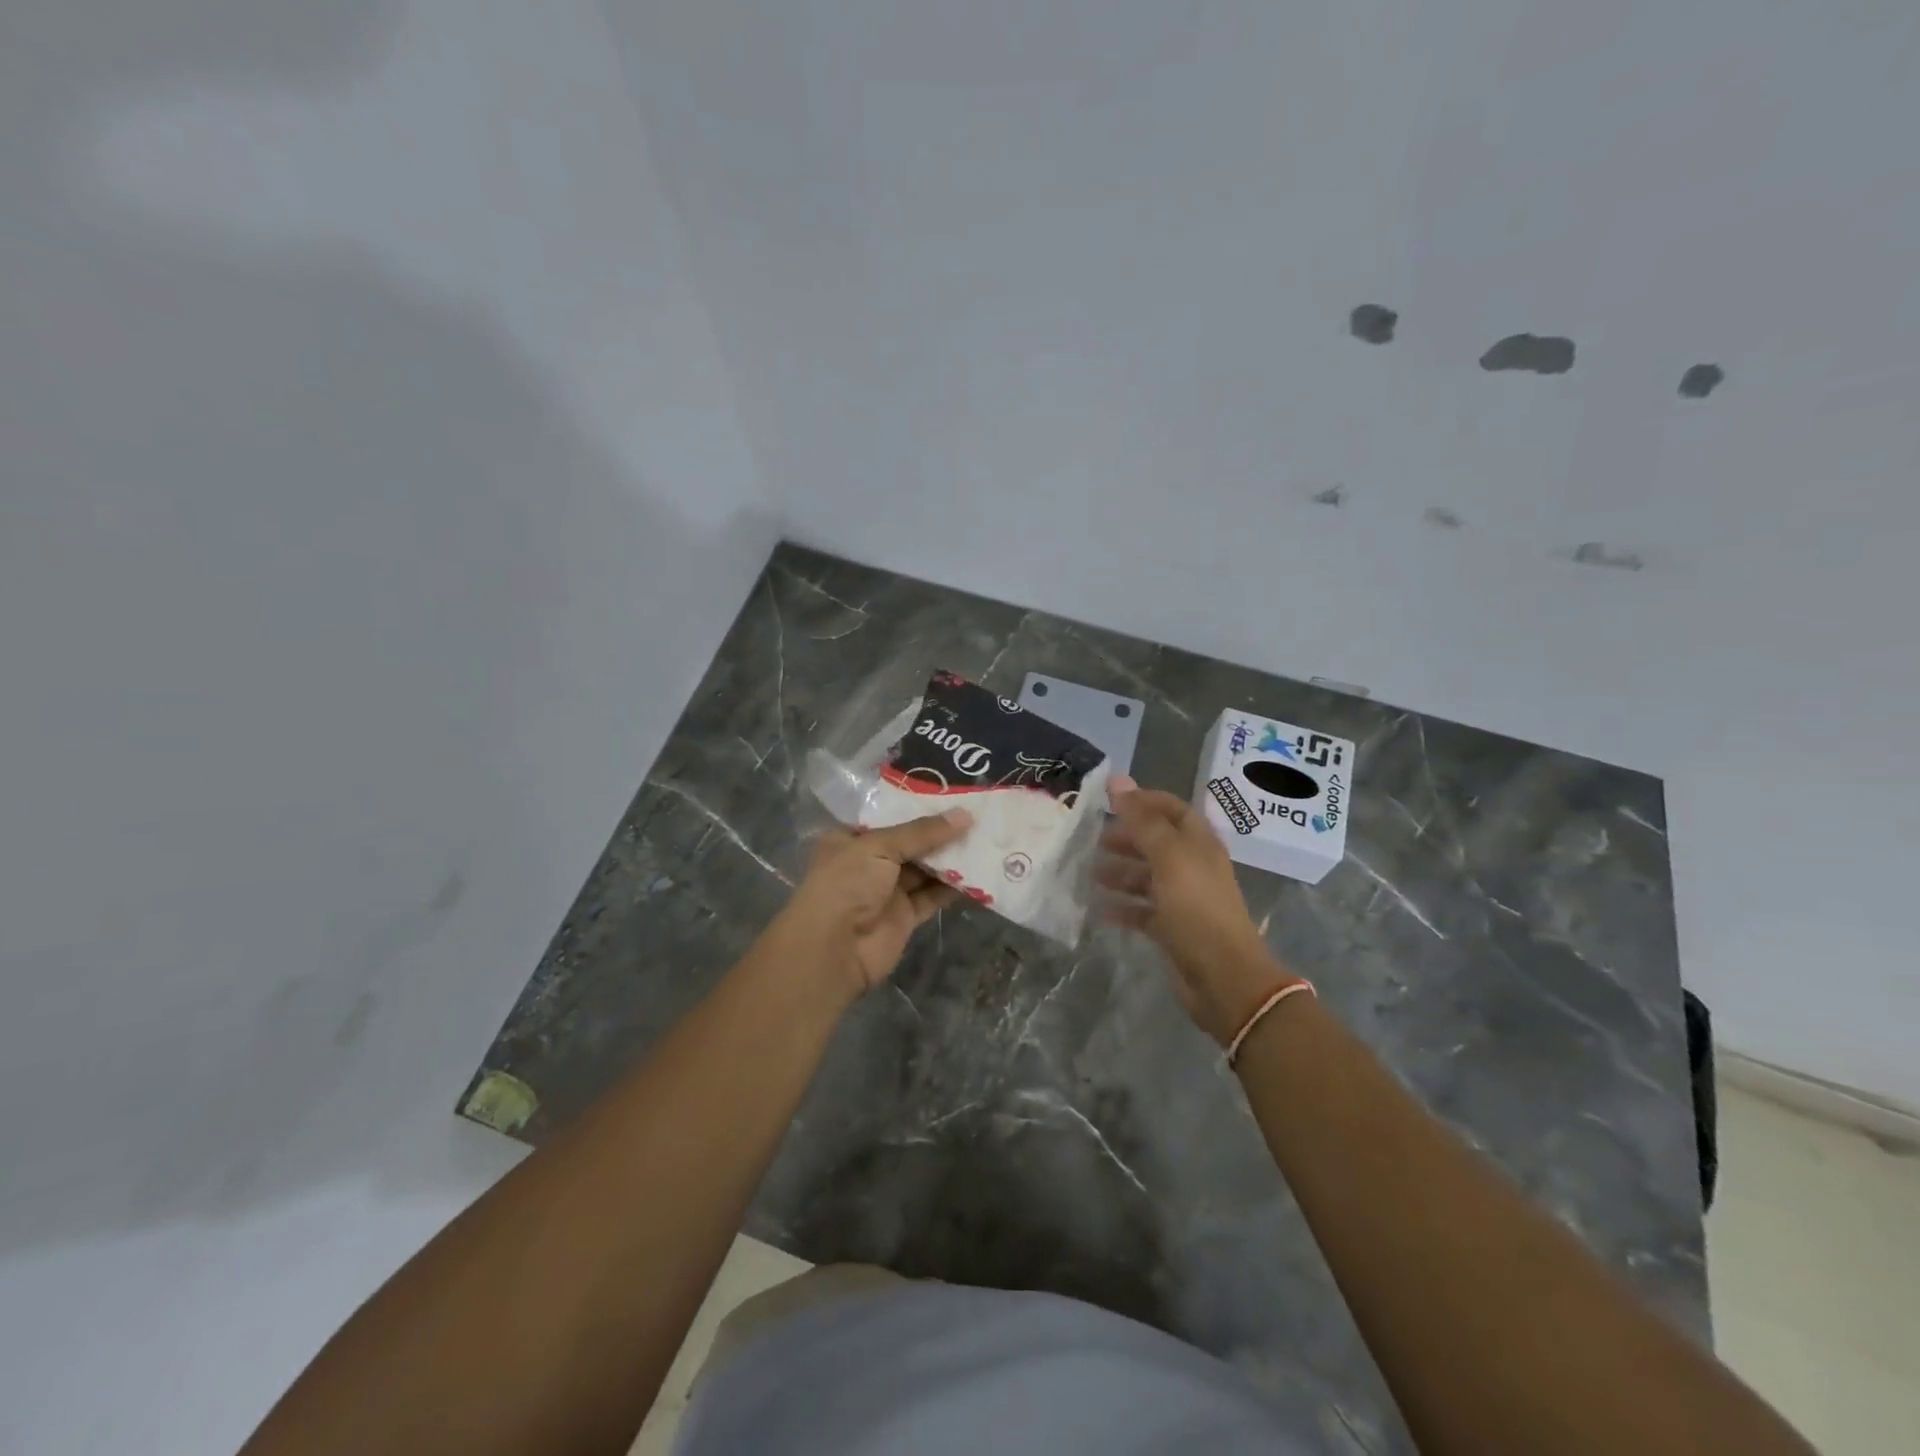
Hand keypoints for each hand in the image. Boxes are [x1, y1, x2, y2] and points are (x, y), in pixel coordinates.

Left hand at [767, 810, 972, 998]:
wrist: (833, 950)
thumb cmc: (847, 883)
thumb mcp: (880, 847)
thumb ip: (923, 832)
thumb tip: (965, 815)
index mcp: (851, 839)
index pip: (889, 817)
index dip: (919, 806)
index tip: (953, 794)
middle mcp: (869, 863)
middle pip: (911, 843)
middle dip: (941, 832)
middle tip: (979, 814)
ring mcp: (888, 891)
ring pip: (925, 869)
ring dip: (952, 857)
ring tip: (987, 837)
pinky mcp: (906, 916)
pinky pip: (934, 896)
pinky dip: (955, 886)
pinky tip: (981, 871)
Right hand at [1097, 776, 1299, 1044]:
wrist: (1223, 977)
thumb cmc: (1197, 908)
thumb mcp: (1168, 858)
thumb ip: (1142, 820)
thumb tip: (1117, 780)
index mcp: (1198, 844)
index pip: (1172, 809)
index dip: (1144, 801)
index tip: (1108, 801)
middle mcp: (1192, 867)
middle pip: (1156, 842)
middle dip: (1126, 838)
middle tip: (1093, 840)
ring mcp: (1183, 899)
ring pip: (1147, 877)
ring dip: (1119, 872)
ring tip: (1088, 873)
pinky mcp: (1173, 929)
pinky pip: (1143, 911)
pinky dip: (1122, 907)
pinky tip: (1098, 909)